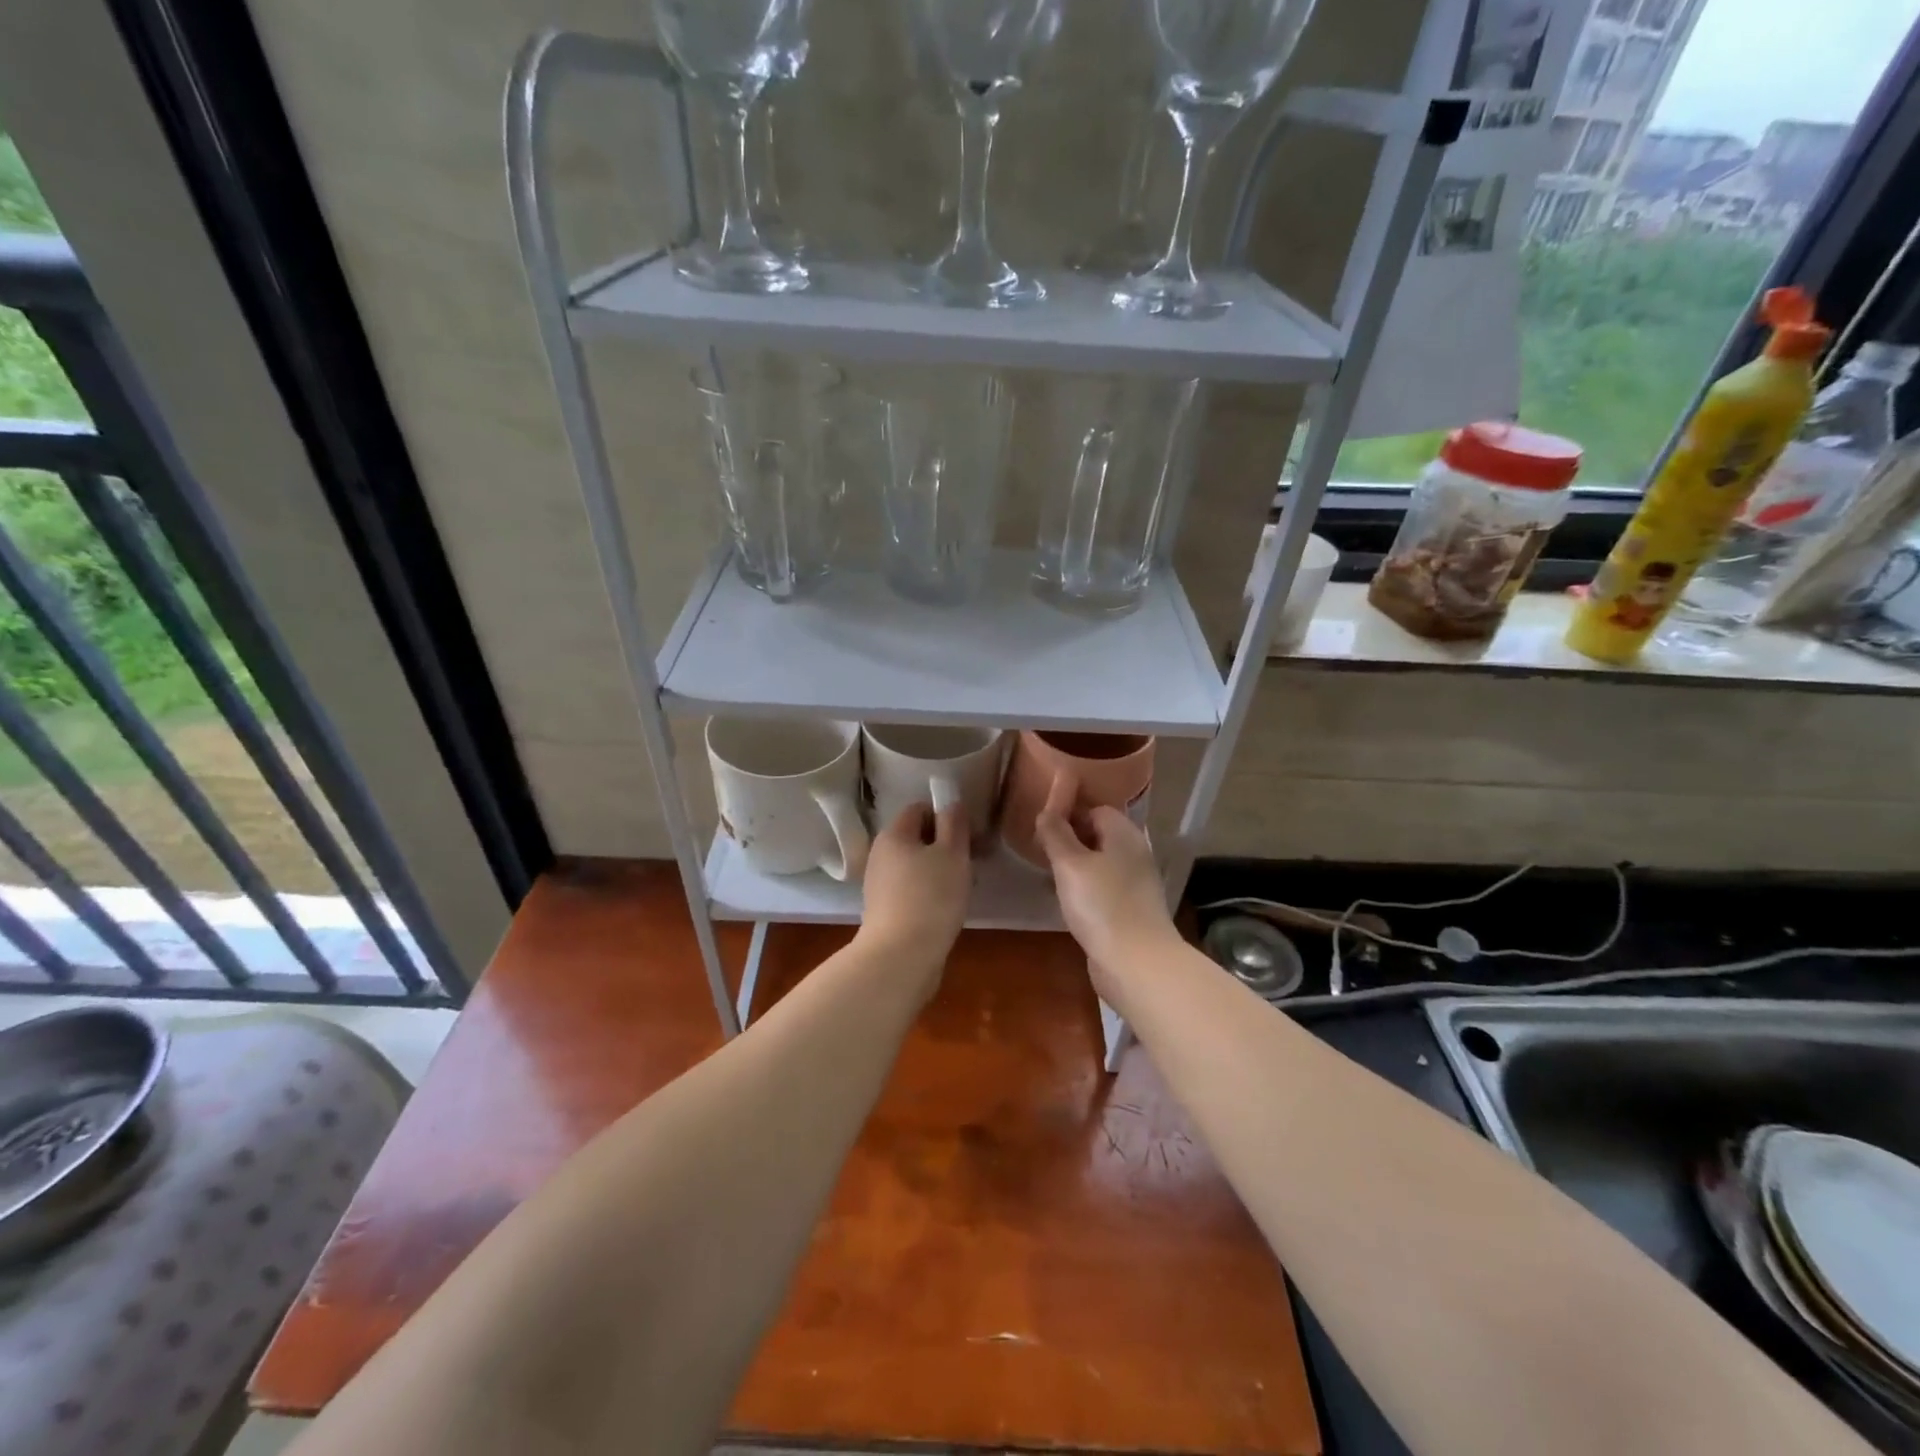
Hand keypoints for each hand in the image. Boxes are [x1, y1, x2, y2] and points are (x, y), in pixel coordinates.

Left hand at [857, 803, 970, 994]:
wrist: (901, 957)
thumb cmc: (931, 897)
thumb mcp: (952, 853)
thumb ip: (954, 823)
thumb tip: (950, 801)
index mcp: (893, 834)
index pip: (919, 809)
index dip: (946, 816)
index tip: (970, 836)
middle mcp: (880, 855)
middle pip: (917, 838)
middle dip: (946, 847)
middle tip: (972, 863)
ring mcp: (879, 885)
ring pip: (916, 866)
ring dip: (941, 872)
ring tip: (964, 889)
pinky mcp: (884, 911)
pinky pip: (912, 890)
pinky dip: (930, 893)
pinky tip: (947, 909)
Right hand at [1032, 773, 1177, 1002]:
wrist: (1137, 964)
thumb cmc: (1102, 905)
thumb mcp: (1070, 864)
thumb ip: (1056, 834)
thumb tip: (1047, 810)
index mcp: (1124, 834)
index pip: (1095, 809)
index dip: (1069, 813)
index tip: (1043, 826)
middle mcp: (1134, 854)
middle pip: (1099, 835)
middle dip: (1070, 840)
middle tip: (1041, 851)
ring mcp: (1135, 884)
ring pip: (1100, 863)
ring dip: (1076, 867)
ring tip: (1049, 876)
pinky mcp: (1131, 910)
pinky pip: (1103, 888)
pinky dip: (1085, 890)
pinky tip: (1068, 903)